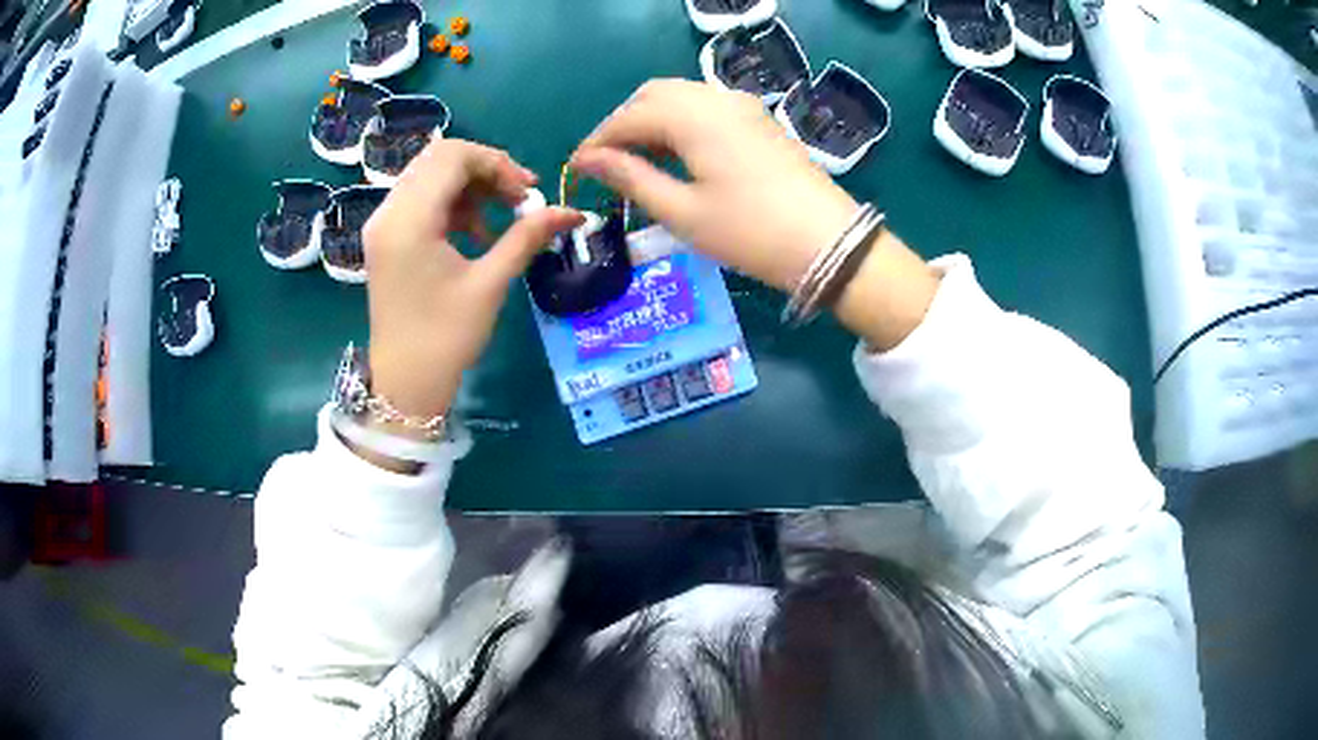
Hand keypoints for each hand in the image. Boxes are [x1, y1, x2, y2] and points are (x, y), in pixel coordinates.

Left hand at [363, 139, 582, 430]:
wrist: (406, 384)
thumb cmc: (446, 338)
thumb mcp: (490, 284)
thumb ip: (527, 237)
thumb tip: (572, 212)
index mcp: (408, 219)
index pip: (453, 157)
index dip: (497, 163)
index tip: (528, 191)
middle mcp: (388, 212)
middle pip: (439, 159)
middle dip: (485, 169)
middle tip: (519, 196)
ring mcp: (383, 224)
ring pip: (430, 176)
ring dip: (471, 186)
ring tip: (502, 215)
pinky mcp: (386, 238)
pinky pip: (421, 199)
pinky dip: (453, 204)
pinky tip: (477, 232)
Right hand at [569, 79, 858, 291]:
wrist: (828, 243)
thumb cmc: (749, 232)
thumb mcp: (681, 211)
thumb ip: (630, 178)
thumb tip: (589, 160)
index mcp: (691, 116)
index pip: (628, 117)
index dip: (597, 141)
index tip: (576, 168)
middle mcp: (715, 98)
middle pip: (653, 96)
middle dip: (623, 124)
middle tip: (606, 163)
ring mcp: (742, 105)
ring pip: (681, 98)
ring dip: (651, 121)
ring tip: (636, 162)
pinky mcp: (759, 119)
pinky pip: (706, 107)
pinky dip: (680, 122)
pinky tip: (676, 154)